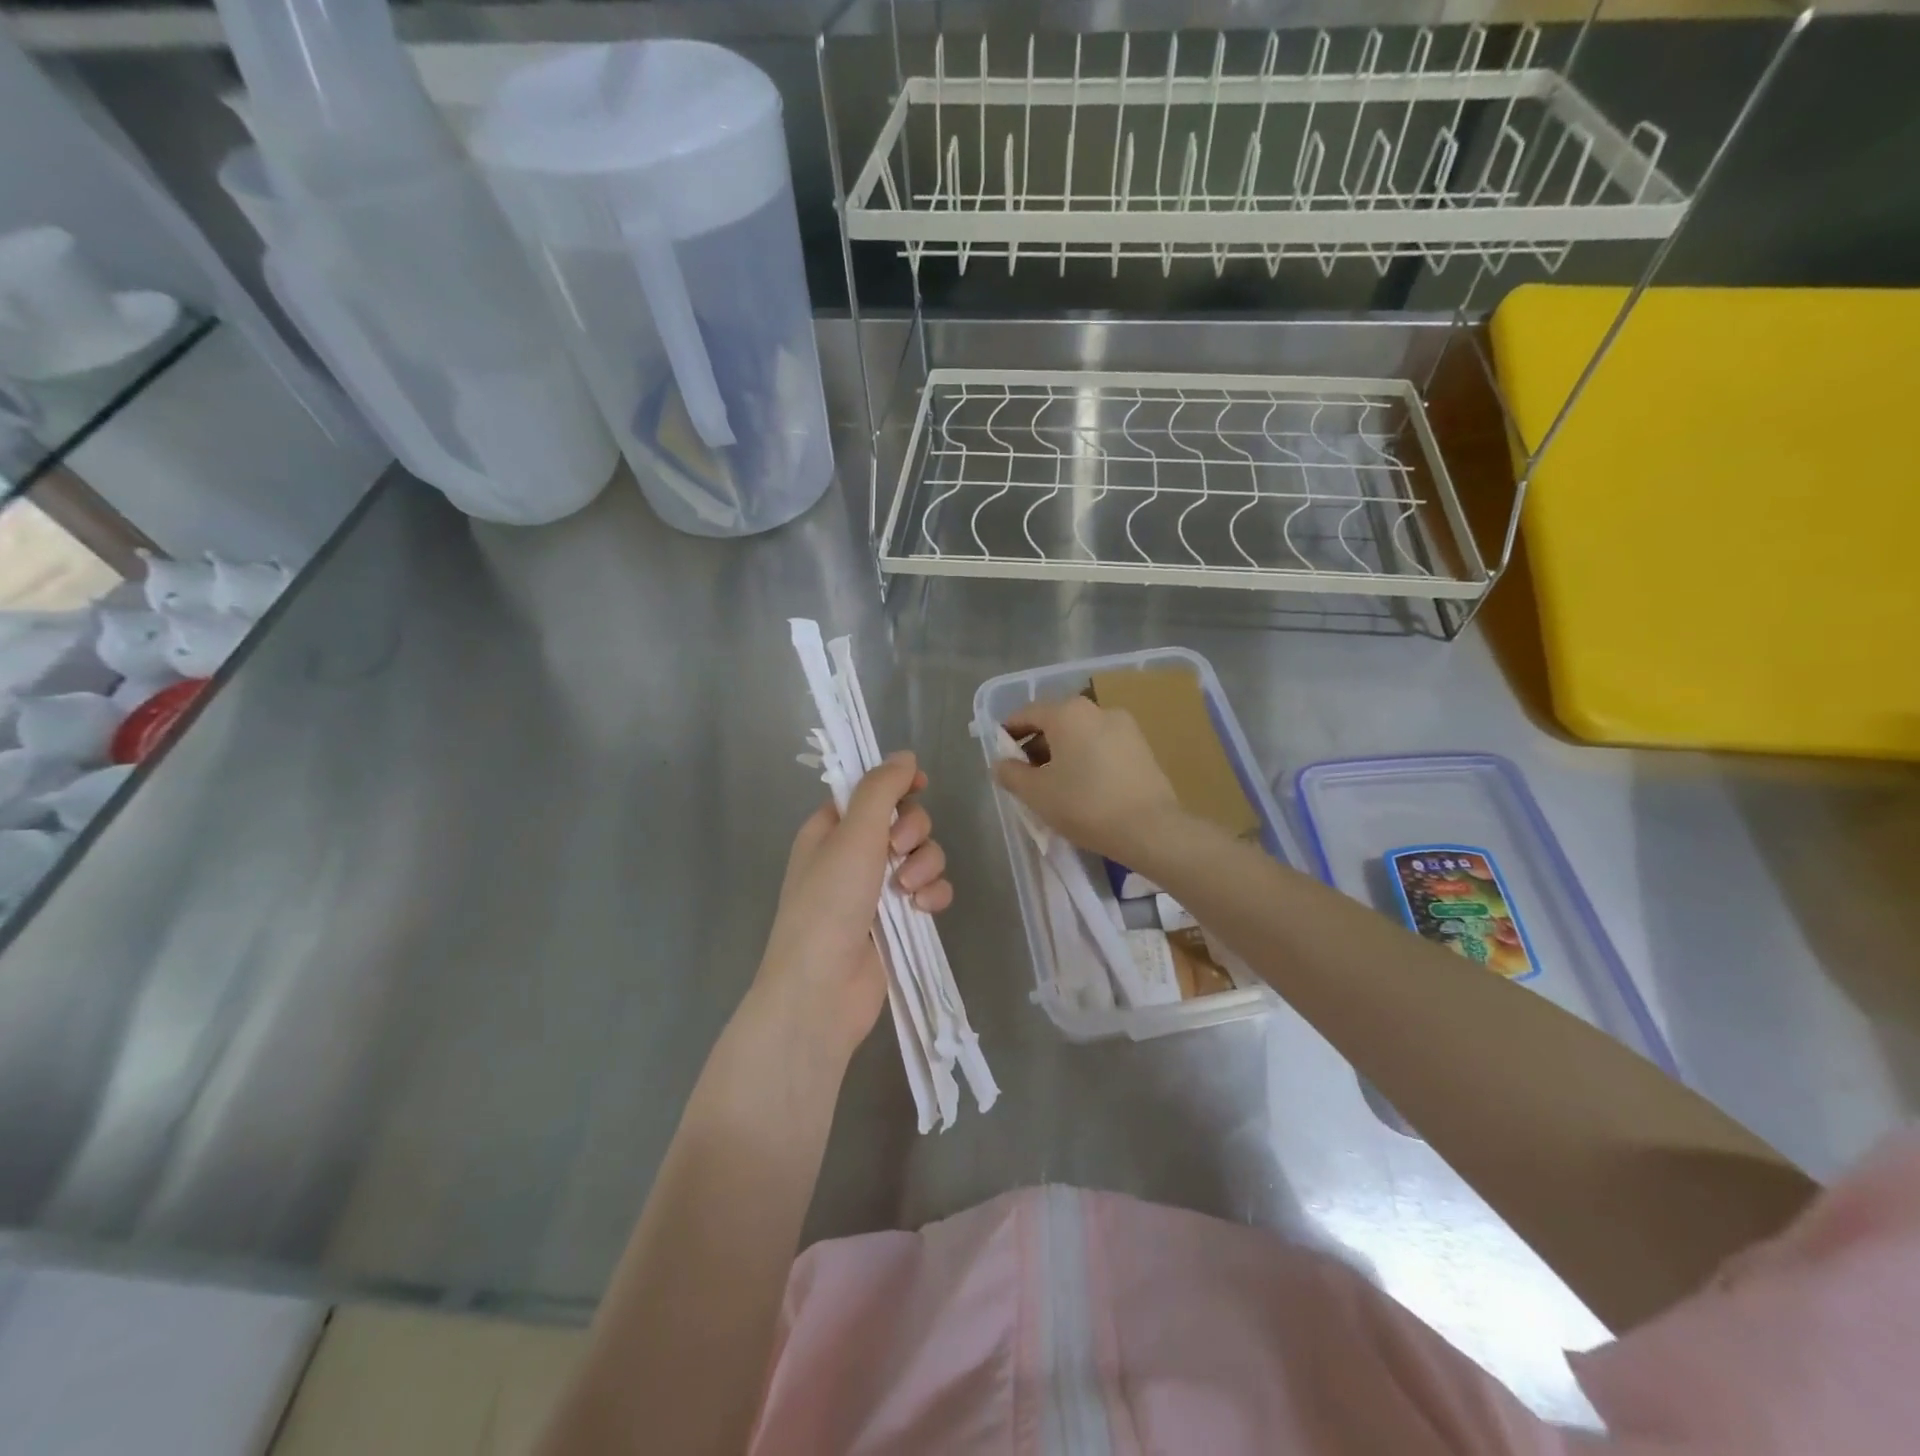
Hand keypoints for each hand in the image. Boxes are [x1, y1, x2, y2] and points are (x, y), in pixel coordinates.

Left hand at [748, 752, 952, 1061]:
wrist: (822, 991)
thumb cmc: (829, 904)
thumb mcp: (853, 835)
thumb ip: (880, 790)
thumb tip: (905, 756)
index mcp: (830, 829)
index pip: (869, 791)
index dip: (896, 786)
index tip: (919, 786)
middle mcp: (852, 855)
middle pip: (903, 821)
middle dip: (913, 832)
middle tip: (898, 850)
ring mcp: (876, 889)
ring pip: (922, 855)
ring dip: (925, 865)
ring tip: (909, 891)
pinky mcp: (898, 920)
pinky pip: (929, 890)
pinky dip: (932, 895)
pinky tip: (923, 909)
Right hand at [993, 696, 1188, 865]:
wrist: (1150, 829)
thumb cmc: (1085, 805)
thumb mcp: (1036, 793)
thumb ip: (1011, 774)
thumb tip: (1000, 763)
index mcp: (1067, 713)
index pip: (1027, 714)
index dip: (1008, 732)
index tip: (1001, 754)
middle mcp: (1096, 709)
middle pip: (1056, 722)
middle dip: (1036, 745)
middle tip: (1025, 775)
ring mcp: (1125, 726)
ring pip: (1081, 734)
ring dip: (1063, 753)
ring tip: (1055, 784)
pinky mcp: (1142, 747)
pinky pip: (1103, 746)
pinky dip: (1087, 758)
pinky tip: (1084, 787)